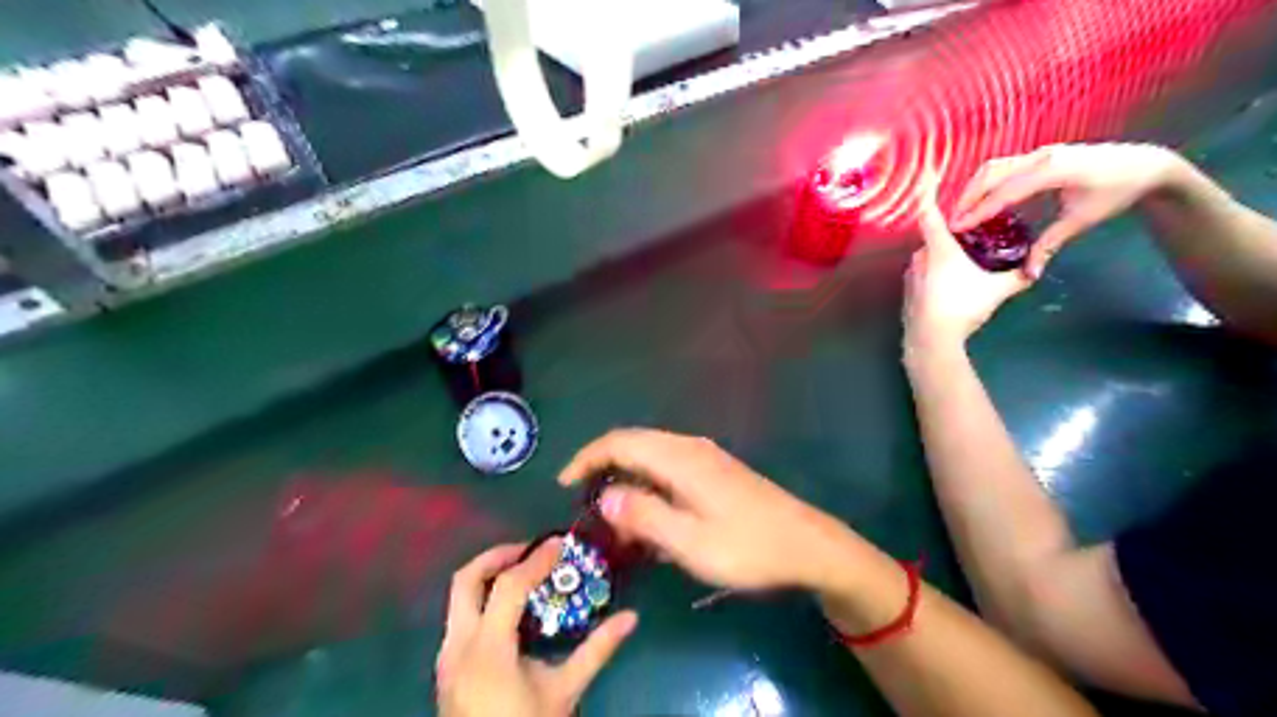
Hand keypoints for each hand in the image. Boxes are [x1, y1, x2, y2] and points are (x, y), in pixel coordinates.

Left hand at [435, 541, 639, 713]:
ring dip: (488, 577)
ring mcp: (446, 658)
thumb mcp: (564, 691)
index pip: (508, 587)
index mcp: (487, 651)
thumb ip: (596, 650)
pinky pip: (460, 618)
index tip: (559, 543)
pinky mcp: (446, 668)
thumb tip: (631, 618)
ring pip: (458, 598)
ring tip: (524, 575)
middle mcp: (457, 647)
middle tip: (530, 551)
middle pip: (466, 580)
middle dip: (497, 556)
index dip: (535, 559)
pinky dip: (483, 601)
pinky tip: (511, 612)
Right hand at [559, 428, 856, 591]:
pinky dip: (648, 485)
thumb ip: (645, 516)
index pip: (620, 443)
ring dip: (626, 478)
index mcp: (680, 459)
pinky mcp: (716, 471)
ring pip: (651, 456)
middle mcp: (689, 448)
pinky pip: (668, 468)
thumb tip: (605, 496)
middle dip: (602, 466)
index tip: (564, 485)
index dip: (587, 459)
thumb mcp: (691, 542)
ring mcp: (705, 458)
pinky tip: (649, 516)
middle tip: (582, 501)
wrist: (808, 546)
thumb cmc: (749, 548)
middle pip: (633, 443)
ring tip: (612, 515)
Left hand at [901, 179, 1031, 351]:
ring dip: (942, 259)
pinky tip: (949, 289)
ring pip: (927, 259)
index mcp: (939, 249)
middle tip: (972, 238)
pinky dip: (934, 277)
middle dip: (951, 238)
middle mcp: (919, 258)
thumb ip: (1018, 276)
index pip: (931, 214)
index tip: (929, 176)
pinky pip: (922, 276)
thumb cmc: (962, 307)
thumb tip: (1037, 270)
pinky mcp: (907, 293)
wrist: (931, 339)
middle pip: (933, 238)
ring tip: (963, 267)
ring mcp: (910, 276)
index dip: (929, 194)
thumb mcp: (997, 290)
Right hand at [952, 143, 1182, 278]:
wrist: (1144, 165)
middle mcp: (1041, 157)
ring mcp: (1039, 153)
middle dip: (968, 198)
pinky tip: (981, 202)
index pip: (1004, 191)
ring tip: (962, 213)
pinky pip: (1003, 167)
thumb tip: (1028, 275)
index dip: (978, 211)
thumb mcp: (1081, 221)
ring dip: (974, 189)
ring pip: (994, 168)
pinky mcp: (1038, 156)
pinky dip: (986, 184)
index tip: (957, 228)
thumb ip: (1049, 245)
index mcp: (1052, 170)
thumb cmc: (1116, 192)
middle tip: (953, 223)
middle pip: (991, 174)